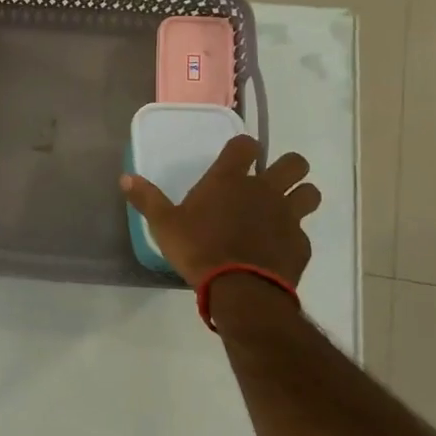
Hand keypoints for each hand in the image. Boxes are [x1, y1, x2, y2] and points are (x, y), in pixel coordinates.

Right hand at [120, 135, 320, 286]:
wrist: (240, 290)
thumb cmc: (198, 249)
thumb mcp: (164, 225)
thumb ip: (147, 199)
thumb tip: (125, 178)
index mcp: (230, 180)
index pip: (246, 145)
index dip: (245, 148)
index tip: (239, 157)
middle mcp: (264, 190)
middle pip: (294, 163)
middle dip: (287, 168)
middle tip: (271, 181)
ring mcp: (287, 216)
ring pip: (310, 193)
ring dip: (300, 196)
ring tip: (284, 210)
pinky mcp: (300, 244)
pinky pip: (302, 233)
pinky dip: (292, 237)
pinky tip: (277, 250)